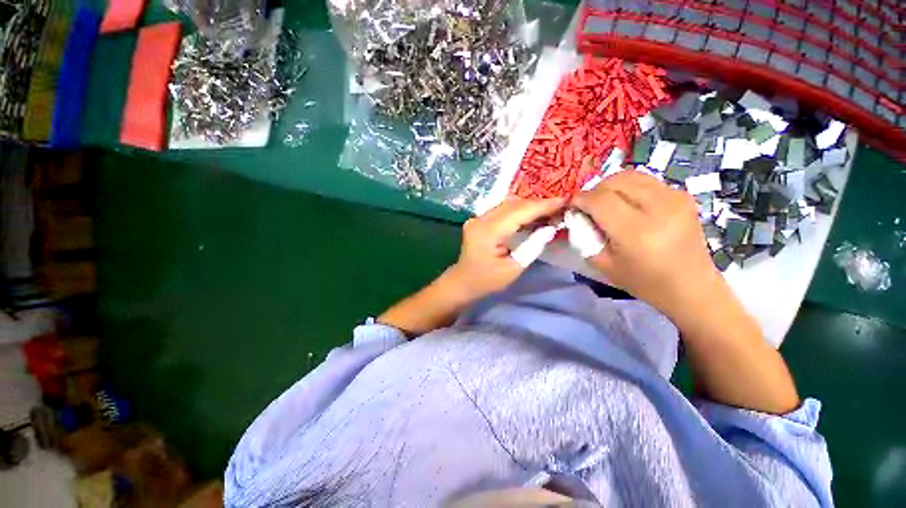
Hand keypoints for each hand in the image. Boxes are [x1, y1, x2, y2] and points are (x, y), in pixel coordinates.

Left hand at [446, 197, 564, 300]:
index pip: (519, 212)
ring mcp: (477, 218)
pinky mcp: (478, 220)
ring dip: (528, 206)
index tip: (564, 201)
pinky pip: (502, 210)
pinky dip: (518, 210)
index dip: (542, 206)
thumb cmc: (487, 281)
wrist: (462, 282)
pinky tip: (531, 215)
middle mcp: (480, 219)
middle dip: (538, 204)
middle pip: (513, 204)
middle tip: (560, 207)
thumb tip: (550, 227)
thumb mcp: (514, 268)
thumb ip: (532, 246)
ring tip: (549, 210)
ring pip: (507, 204)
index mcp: (488, 232)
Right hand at [572, 171, 721, 321]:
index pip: (600, 200)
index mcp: (636, 231)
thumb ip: (584, 237)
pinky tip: (627, 203)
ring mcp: (674, 198)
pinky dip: (629, 187)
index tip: (572, 206)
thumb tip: (577, 214)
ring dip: (611, 185)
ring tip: (605, 202)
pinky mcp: (682, 195)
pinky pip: (646, 180)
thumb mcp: (603, 264)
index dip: (580, 199)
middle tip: (588, 206)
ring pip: (631, 175)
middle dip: (594, 190)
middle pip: (615, 181)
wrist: (691, 286)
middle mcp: (658, 208)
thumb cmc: (643, 281)